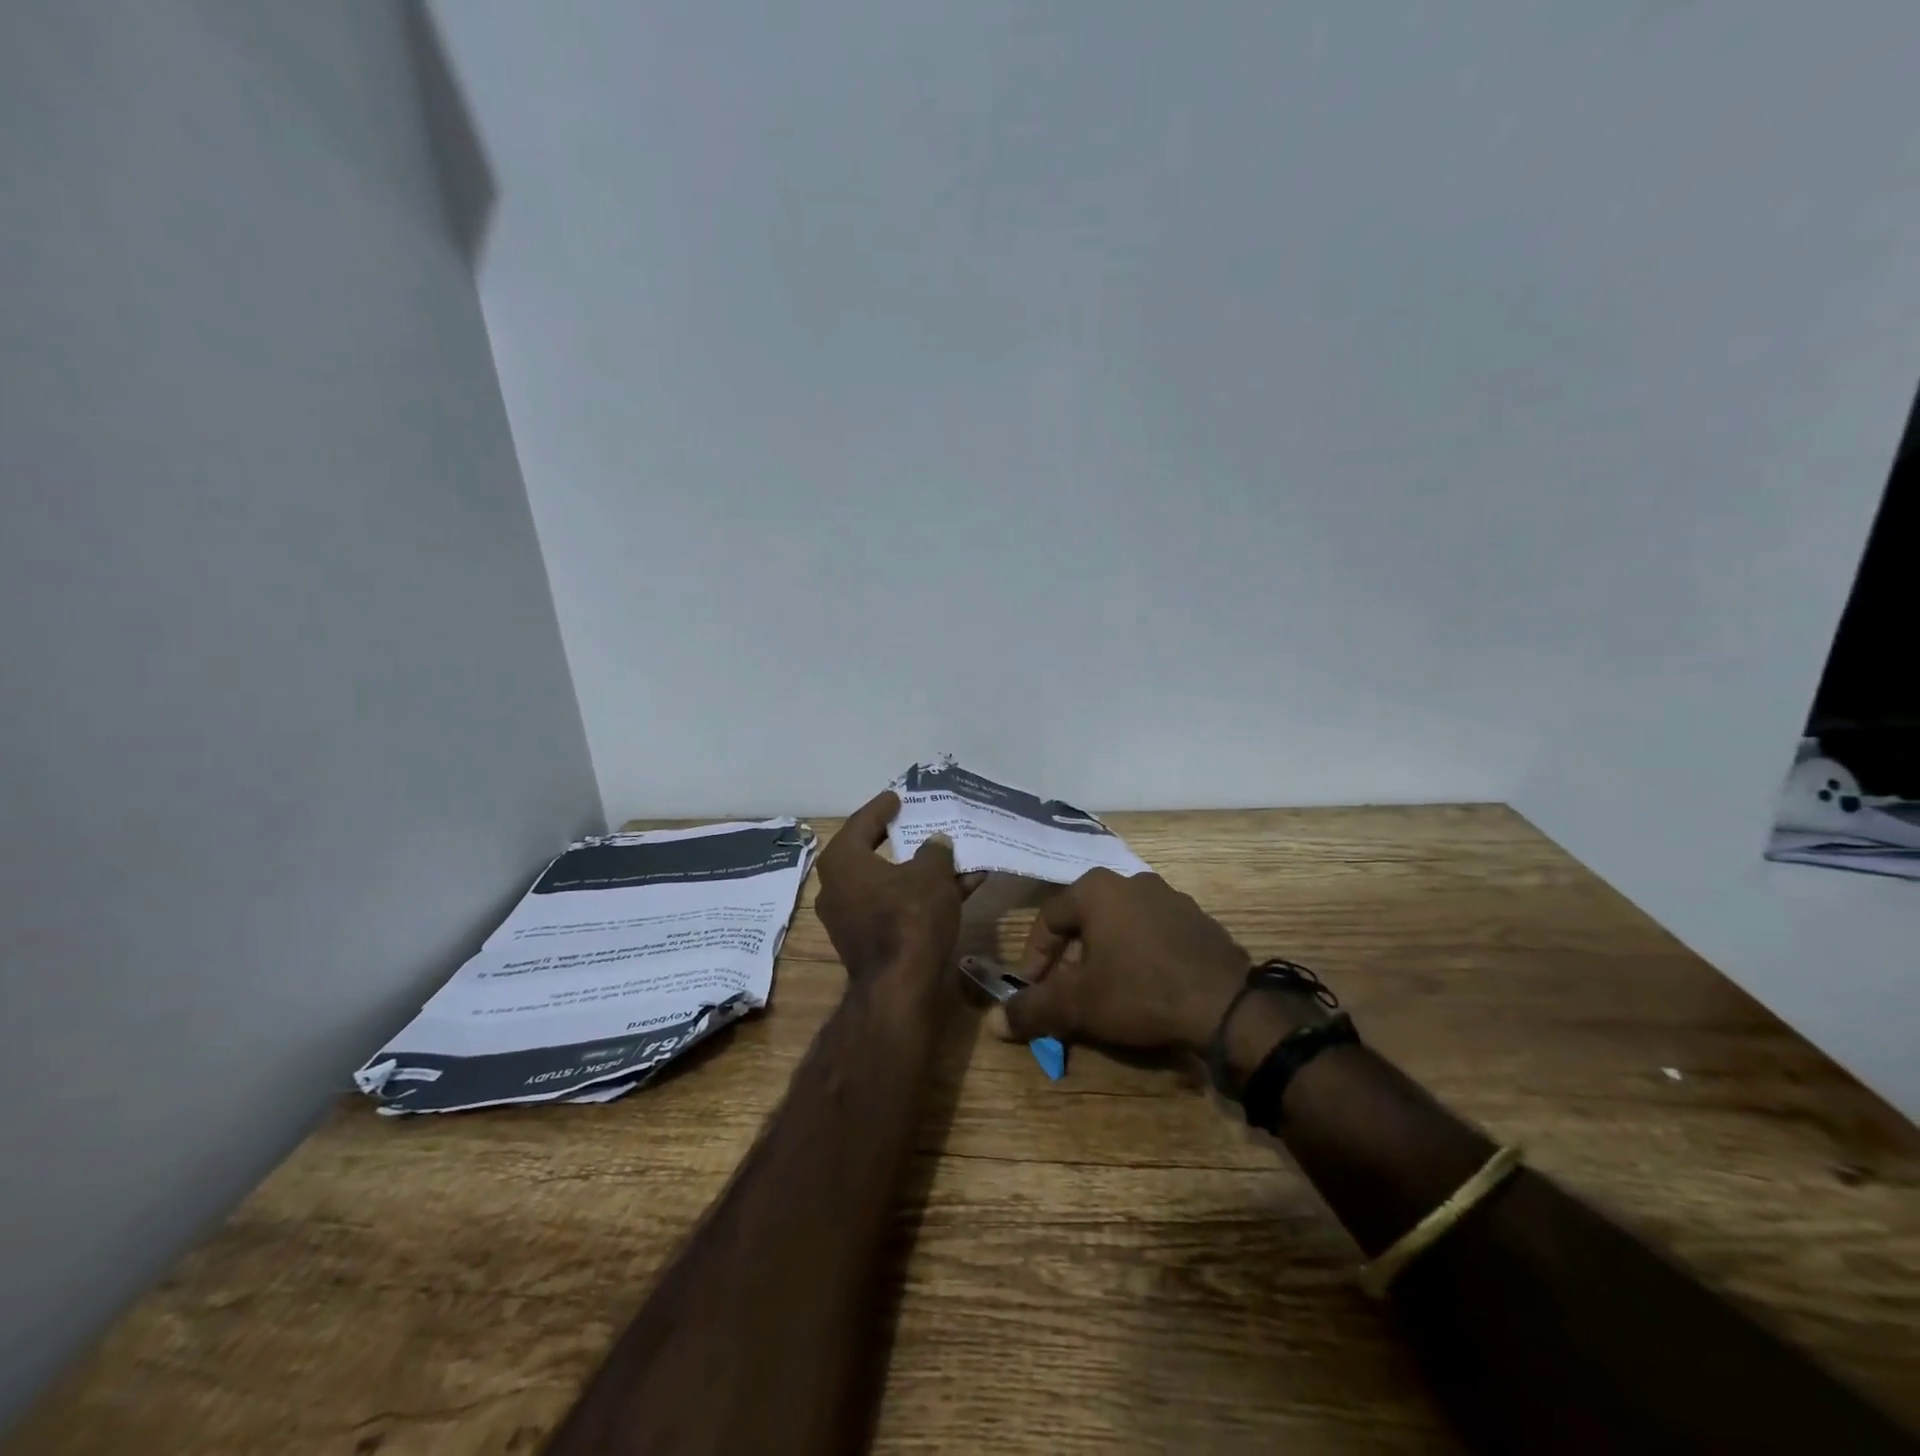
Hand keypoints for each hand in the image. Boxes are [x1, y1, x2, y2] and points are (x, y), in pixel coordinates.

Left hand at [814, 791, 972, 976]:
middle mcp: (837, 888)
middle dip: (899, 840)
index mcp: (842, 862)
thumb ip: (935, 851)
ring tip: (949, 856)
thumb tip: (936, 843)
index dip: (882, 808)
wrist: (900, 986)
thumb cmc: (909, 916)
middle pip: (872, 854)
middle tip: (914, 823)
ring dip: (919, 872)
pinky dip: (920, 897)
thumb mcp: (931, 873)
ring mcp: (850, 919)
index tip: (896, 797)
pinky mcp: (868, 943)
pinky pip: (895, 908)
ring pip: (889, 884)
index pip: (861, 823)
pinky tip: (958, 890)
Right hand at [994, 869, 1251, 1052]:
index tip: (1035, 990)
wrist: (1227, 1005)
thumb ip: (1031, 1010)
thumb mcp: (1078, 1005)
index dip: (1035, 957)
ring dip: (1106, 955)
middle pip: (1085, 920)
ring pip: (1121, 926)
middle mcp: (1132, 881)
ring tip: (1107, 993)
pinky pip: (1154, 934)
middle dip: (1071, 958)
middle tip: (1069, 993)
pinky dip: (1140, 956)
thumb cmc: (1140, 992)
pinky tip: (1147, 988)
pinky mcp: (1198, 919)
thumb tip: (993, 1022)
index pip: (1049, 919)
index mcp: (1097, 889)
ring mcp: (1170, 897)